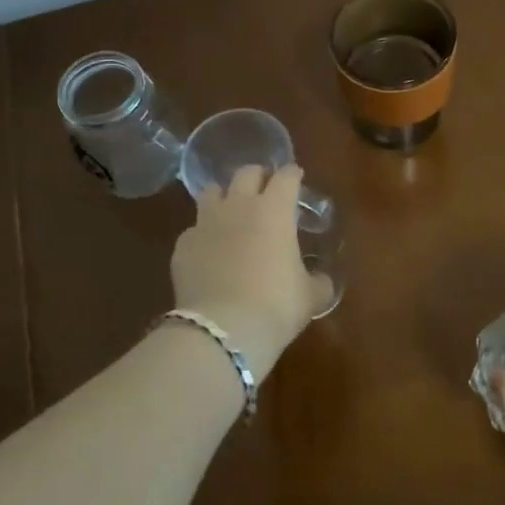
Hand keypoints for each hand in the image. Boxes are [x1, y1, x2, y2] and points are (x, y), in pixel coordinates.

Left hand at [170, 164, 333, 381]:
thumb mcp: (309, 297)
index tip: (296, 178)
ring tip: (230, 213)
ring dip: (223, 198)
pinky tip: (208, 253)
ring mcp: (205, 223)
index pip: (286, 177)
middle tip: (265, 189)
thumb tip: (321, 281)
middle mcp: (238, 206)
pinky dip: (202, 236)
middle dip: (258, 177)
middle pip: (246, 173)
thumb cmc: (275, 306)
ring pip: (211, 192)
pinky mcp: (183, 246)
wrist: (223, 330)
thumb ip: (318, 282)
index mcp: (274, 210)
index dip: (292, 175)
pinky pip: (193, 230)